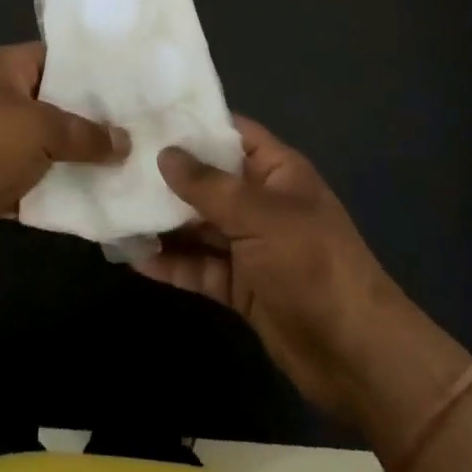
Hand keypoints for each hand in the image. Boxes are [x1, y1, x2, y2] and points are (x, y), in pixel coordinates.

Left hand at [0, 42, 129, 271]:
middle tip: (140, 125)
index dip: (92, 68)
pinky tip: (99, 194)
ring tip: (129, 159)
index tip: (133, 82)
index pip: (57, 56)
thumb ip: (86, 133)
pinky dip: (59, 186)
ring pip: (47, 142)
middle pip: (54, 100)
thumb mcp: (41, 128)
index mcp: (4, 67)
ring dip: (78, 155)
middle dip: (92, 116)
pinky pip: (35, 178)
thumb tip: (124, 142)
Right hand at [136, 117, 468, 431]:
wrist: (357, 356)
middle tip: (116, 162)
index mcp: (276, 171)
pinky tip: (134, 259)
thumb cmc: (312, 265)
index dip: (193, 123)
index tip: (146, 115)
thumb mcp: (260, 216)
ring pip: (199, 225)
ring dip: (163, 221)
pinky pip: (201, 267)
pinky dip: (172, 265)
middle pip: (208, 180)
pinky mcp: (241, 287)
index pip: (230, 133)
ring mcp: (250, 246)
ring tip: (114, 209)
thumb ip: (209, 186)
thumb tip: (165, 153)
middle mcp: (261, 202)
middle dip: (167, 175)